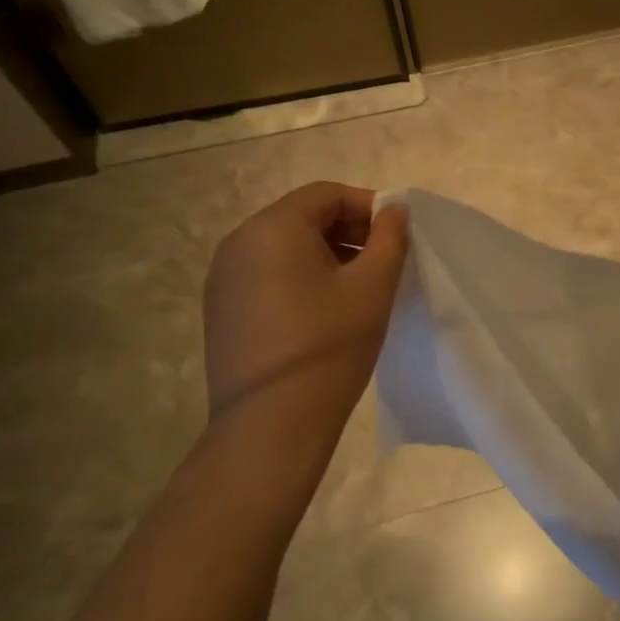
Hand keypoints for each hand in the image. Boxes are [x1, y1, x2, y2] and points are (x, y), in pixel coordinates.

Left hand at [201, 182, 408, 475]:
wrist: (271, 425)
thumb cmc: (330, 346)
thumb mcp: (373, 286)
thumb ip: (390, 237)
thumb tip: (394, 209)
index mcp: (272, 228)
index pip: (326, 195)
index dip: (368, 206)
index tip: (398, 234)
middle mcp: (238, 243)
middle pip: (303, 218)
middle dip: (349, 231)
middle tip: (385, 261)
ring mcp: (223, 279)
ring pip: (285, 248)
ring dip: (327, 255)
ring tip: (360, 288)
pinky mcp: (221, 310)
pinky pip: (267, 276)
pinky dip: (301, 278)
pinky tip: (325, 313)